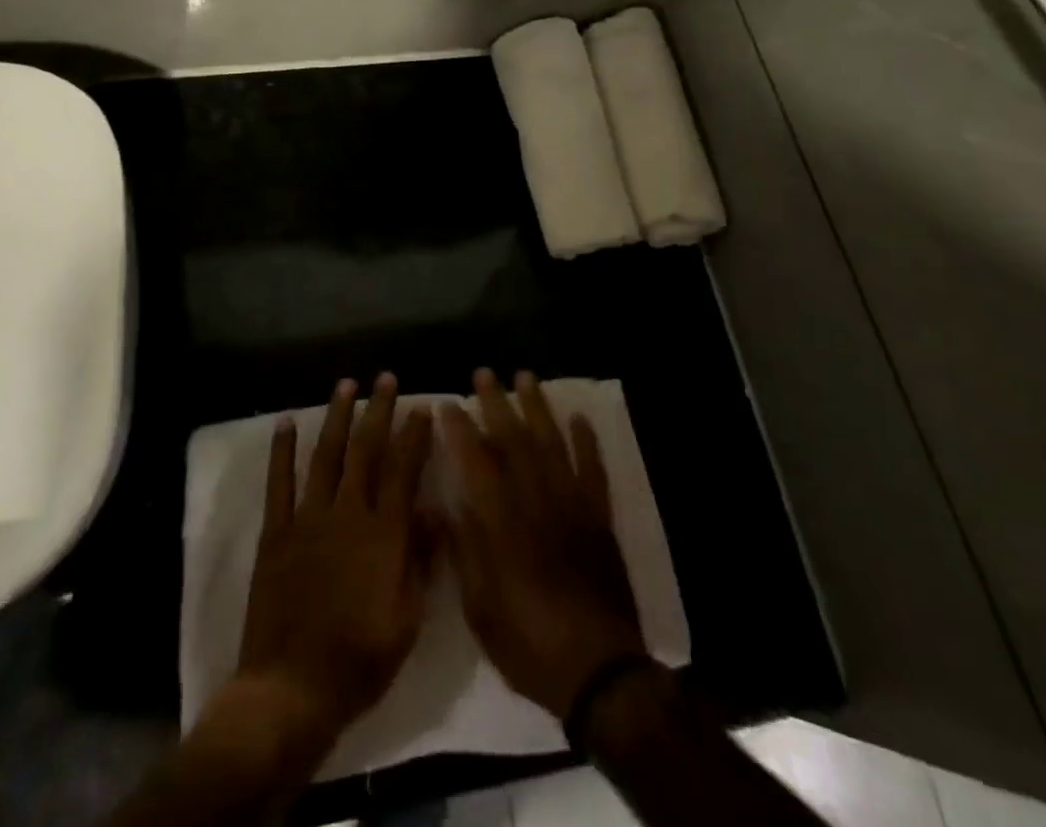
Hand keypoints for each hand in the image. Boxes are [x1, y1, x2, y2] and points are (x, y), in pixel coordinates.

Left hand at [235, 374, 435, 752]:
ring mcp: (308, 518)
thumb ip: (420, 560)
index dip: (414, 435)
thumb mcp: (408, 618)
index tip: (422, 407)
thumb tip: (435, 513)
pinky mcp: (277, 532)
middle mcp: (348, 513)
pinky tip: (286, 422)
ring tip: (346, 384)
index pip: (403, 469)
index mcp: (384, 533)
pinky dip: (282, 450)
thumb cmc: (360, 658)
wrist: (292, 688)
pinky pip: (279, 483)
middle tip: (386, 378)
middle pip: (366, 450)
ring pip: (326, 455)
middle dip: (378, 410)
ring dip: (337, 417)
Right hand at [440, 369, 646, 719]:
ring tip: (526, 378)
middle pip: (514, 441)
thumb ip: (464, 552)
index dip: (460, 430)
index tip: (447, 404)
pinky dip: (586, 442)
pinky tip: (578, 418)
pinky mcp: (599, 518)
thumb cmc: (529, 643)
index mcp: (502, 524)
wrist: (598, 671)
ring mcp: (572, 506)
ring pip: (552, 444)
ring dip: (538, 408)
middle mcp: (536, 502)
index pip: (476, 462)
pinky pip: (593, 470)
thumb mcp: (480, 609)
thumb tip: (446, 505)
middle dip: (496, 404)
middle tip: (484, 373)